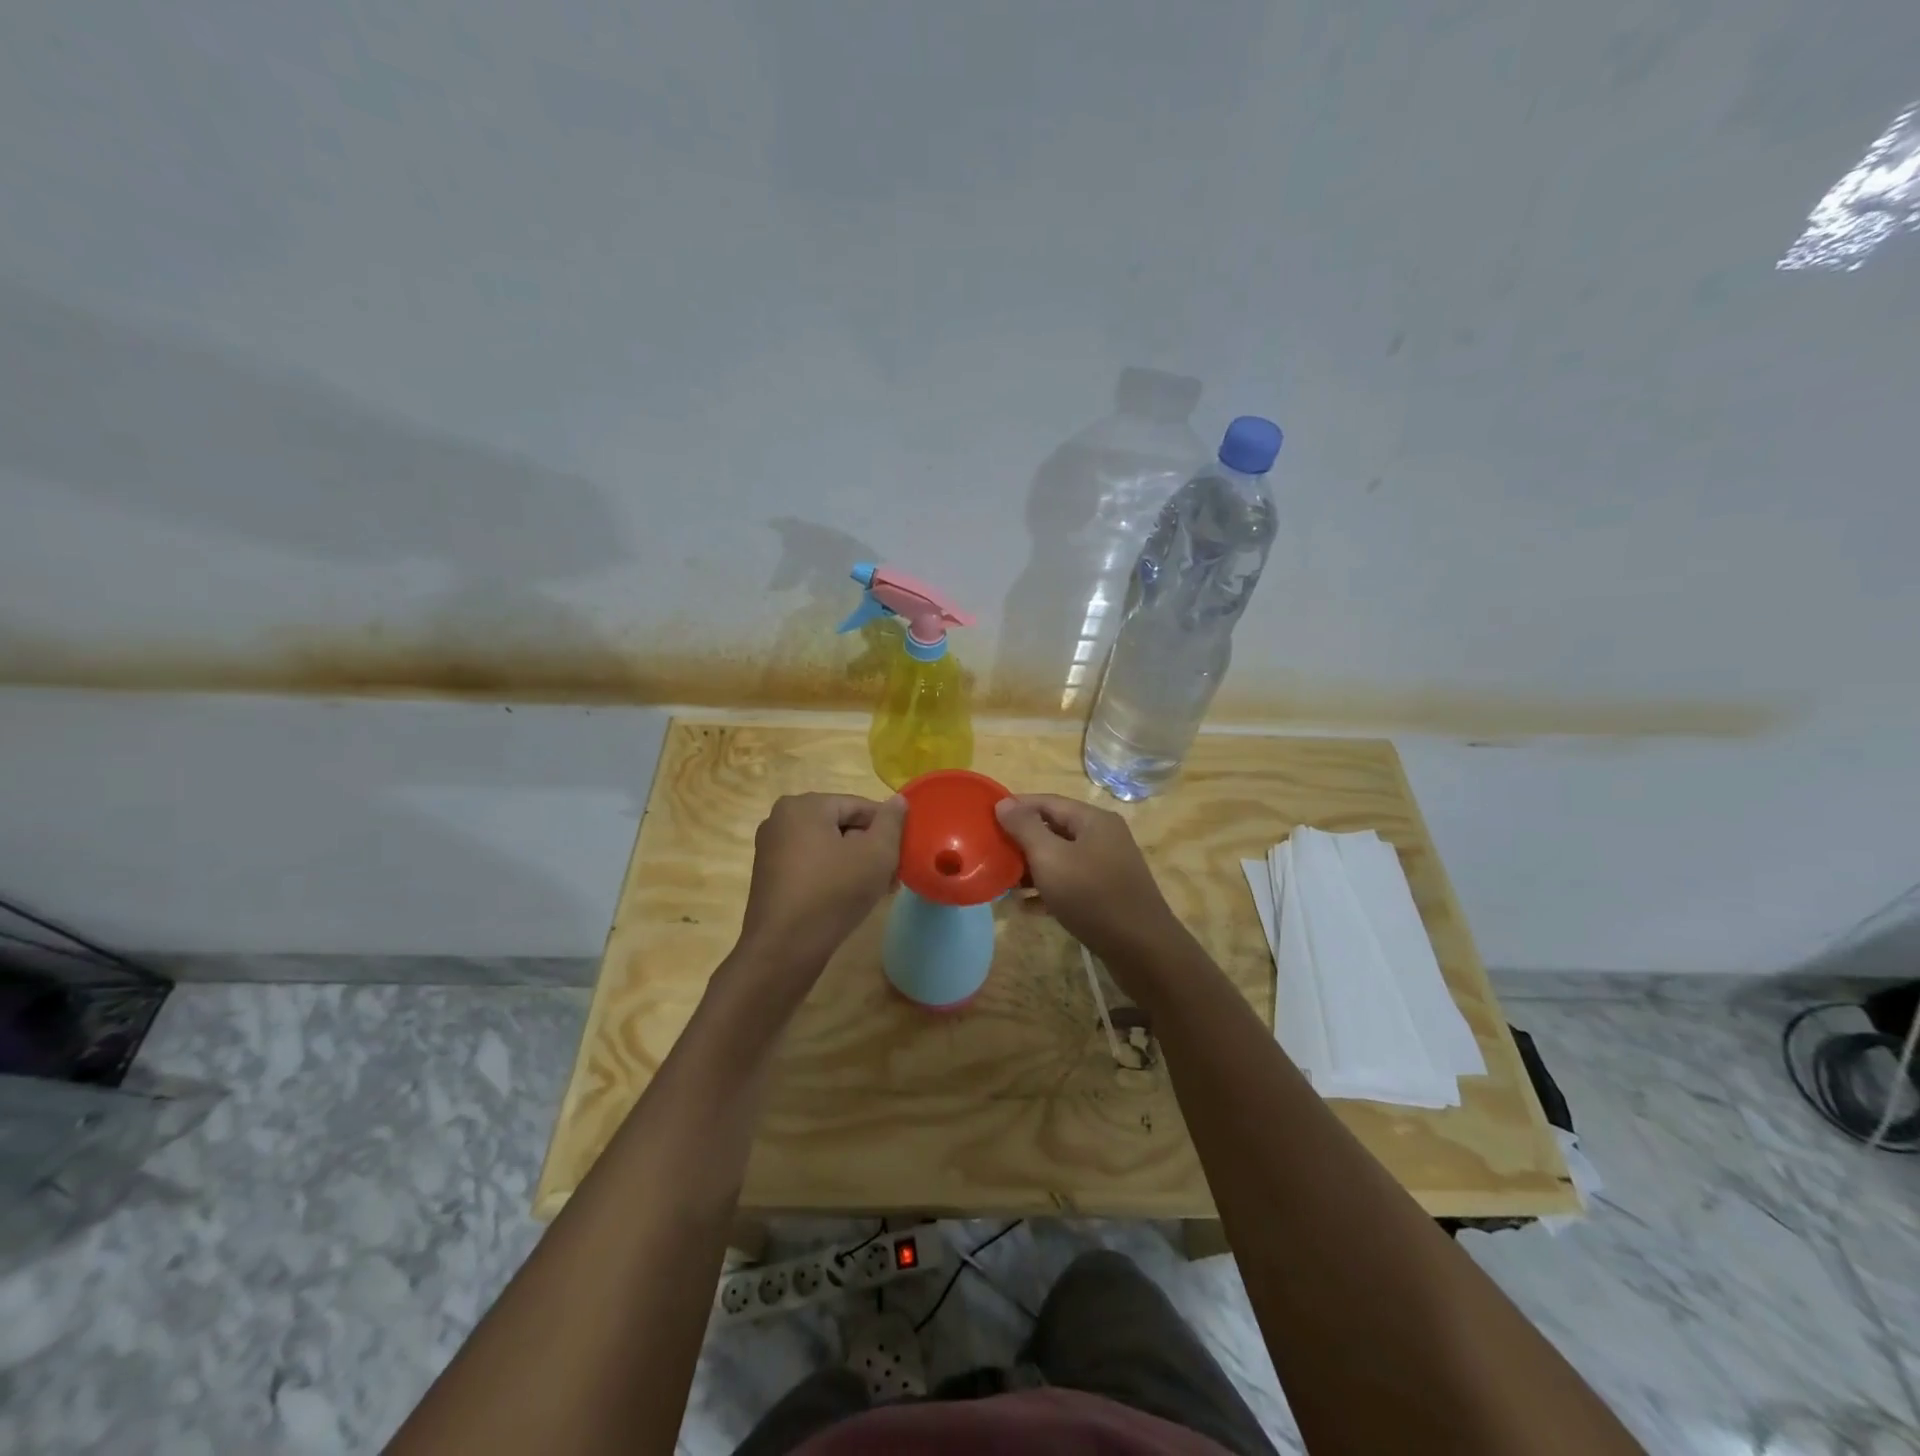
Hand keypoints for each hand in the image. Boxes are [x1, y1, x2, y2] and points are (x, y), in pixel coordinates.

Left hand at [737, 793, 904, 975]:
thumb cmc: (833, 893)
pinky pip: (811, 864)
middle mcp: (781, 819)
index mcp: (804, 805)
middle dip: (870, 849)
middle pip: (842, 826)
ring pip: (828, 847)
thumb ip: (891, 822)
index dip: (887, 830)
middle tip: (891, 877)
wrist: (784, 949)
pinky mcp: (769, 875)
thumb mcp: (876, 854)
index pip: (860, 806)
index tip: (902, 856)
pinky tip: (849, 898)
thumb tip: (897, 800)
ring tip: (876, 891)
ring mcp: (771, 848)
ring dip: (855, 864)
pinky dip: (833, 875)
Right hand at [993, 794, 1182, 961]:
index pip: (1046, 801)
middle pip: (1053, 829)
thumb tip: (1004, 803)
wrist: (1141, 950)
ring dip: (1031, 868)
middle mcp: (1102, 837)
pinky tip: (1025, 907)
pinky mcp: (1106, 894)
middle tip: (990, 853)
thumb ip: (1025, 828)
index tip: (984, 818)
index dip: (1015, 807)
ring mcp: (1106, 866)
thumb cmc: (1092, 895)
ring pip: (1060, 858)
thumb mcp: (1050, 858)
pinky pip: (1070, 883)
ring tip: (1002, 882)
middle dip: (1020, 841)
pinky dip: (1047, 890)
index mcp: (1093, 820)